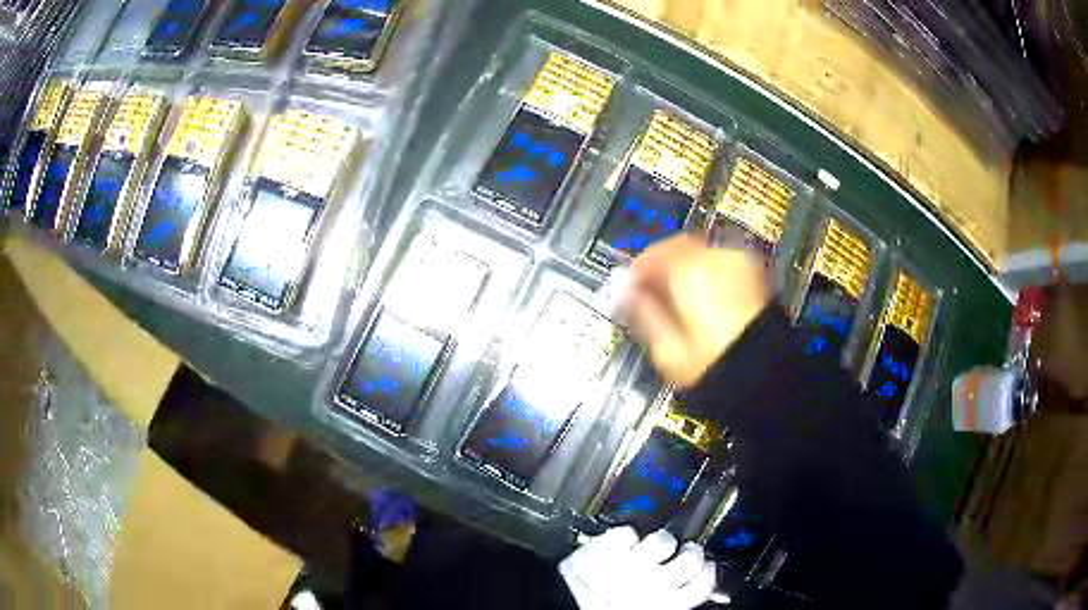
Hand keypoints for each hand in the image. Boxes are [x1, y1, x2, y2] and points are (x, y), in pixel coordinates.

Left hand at [560, 527, 716, 609]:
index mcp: (667, 605)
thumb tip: (708, 589)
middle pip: (693, 559)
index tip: (706, 564)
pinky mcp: (605, 548)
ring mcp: (630, 565)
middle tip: (681, 552)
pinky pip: (626, 531)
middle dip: (690, 551)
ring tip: (646, 550)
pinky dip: (622, 535)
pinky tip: (615, 547)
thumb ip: (678, 599)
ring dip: (657, 541)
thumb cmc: (605, 609)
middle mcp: (653, 586)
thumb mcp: (650, 609)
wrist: (561, 607)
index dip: (708, 572)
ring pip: (664, 540)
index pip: (704, 584)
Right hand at [620, 234, 771, 387]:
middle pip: (678, 248)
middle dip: (661, 265)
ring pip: (701, 253)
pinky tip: (702, 297)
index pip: (651, 256)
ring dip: (684, 267)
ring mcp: (739, 263)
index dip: (635, 273)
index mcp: (689, 270)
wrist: (766, 378)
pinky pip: (722, 263)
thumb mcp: (667, 349)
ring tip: (676, 296)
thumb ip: (642, 312)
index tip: (625, 291)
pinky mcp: (755, 274)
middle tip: (649, 292)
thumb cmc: (712, 366)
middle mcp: (715, 256)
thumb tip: (621, 290)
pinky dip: (706, 272)